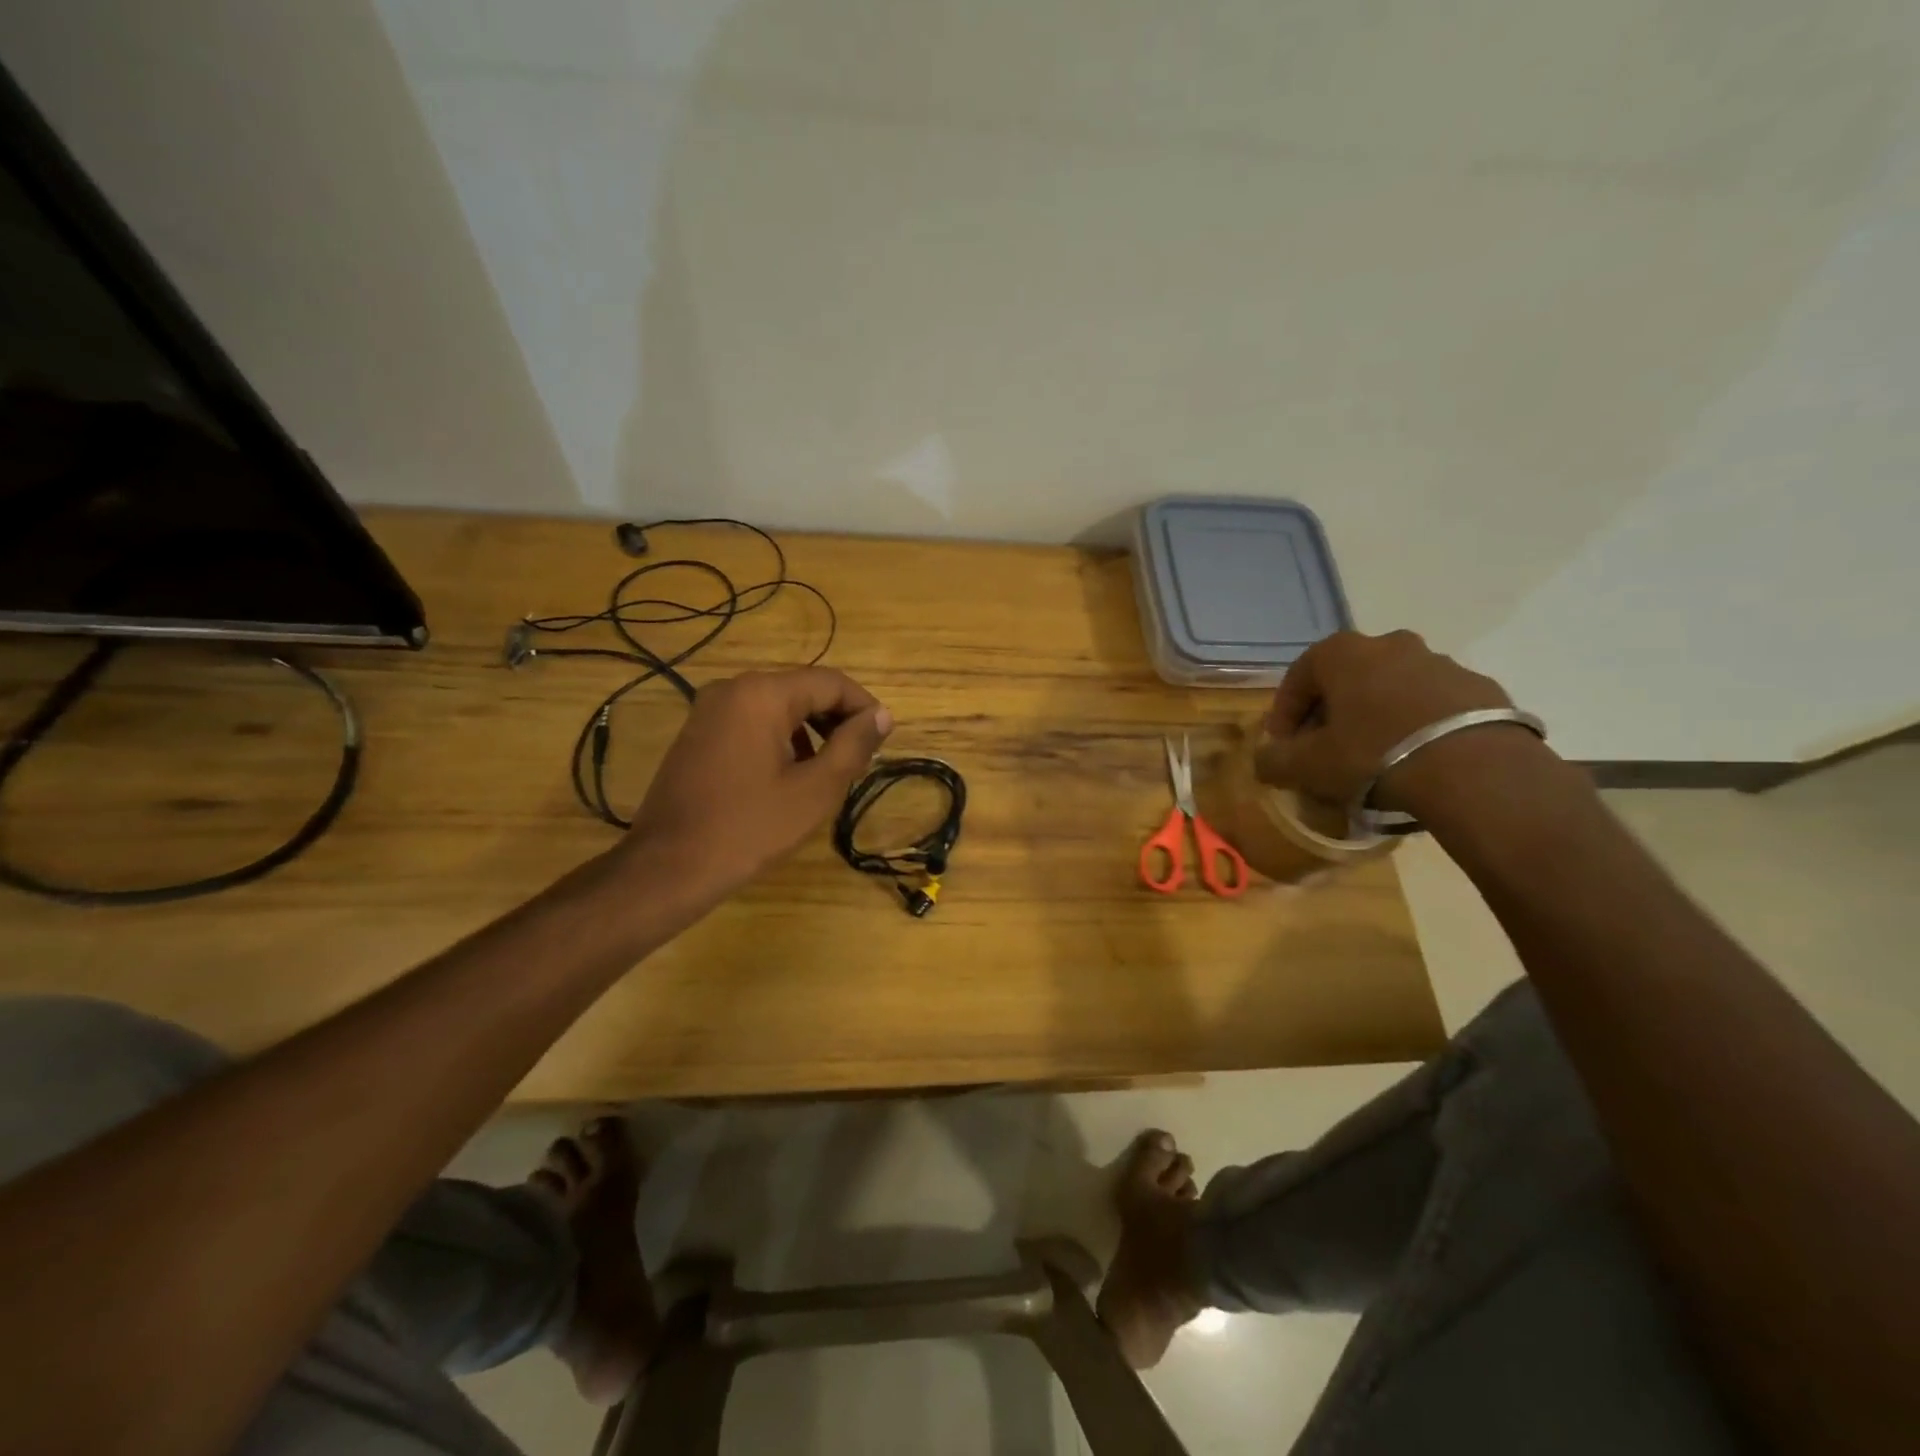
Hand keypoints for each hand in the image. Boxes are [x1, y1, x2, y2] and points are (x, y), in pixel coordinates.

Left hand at [621, 667, 891, 897]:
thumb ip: (853, 746)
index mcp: (763, 694)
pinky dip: (781, 738)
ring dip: (811, 730)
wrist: (669, 867)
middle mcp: (734, 688)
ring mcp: (710, 709)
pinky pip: (753, 721)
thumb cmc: (749, 828)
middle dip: (837, 720)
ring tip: (829, 771)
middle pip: (803, 689)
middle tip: (859, 759)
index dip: (864, 708)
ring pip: (778, 706)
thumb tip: (881, 716)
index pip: (831, 683)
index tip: (882, 740)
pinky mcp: (699, 731)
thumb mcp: (815, 790)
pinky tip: (790, 775)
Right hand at [1254, 630, 1515, 809]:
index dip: (1284, 714)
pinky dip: (1416, 725)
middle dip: (1331, 713)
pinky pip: (1432, 705)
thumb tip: (1264, 760)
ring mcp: (1440, 662)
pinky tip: (1416, 759)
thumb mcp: (1307, 766)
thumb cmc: (1373, 755)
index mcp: (1343, 652)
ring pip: (1391, 689)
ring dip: (1375, 717)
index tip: (1283, 746)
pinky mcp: (1479, 687)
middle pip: (1346, 679)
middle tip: (1325, 750)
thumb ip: (1274, 760)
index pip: (1297, 677)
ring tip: (1374, 758)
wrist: (1475, 769)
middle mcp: (1390, 644)